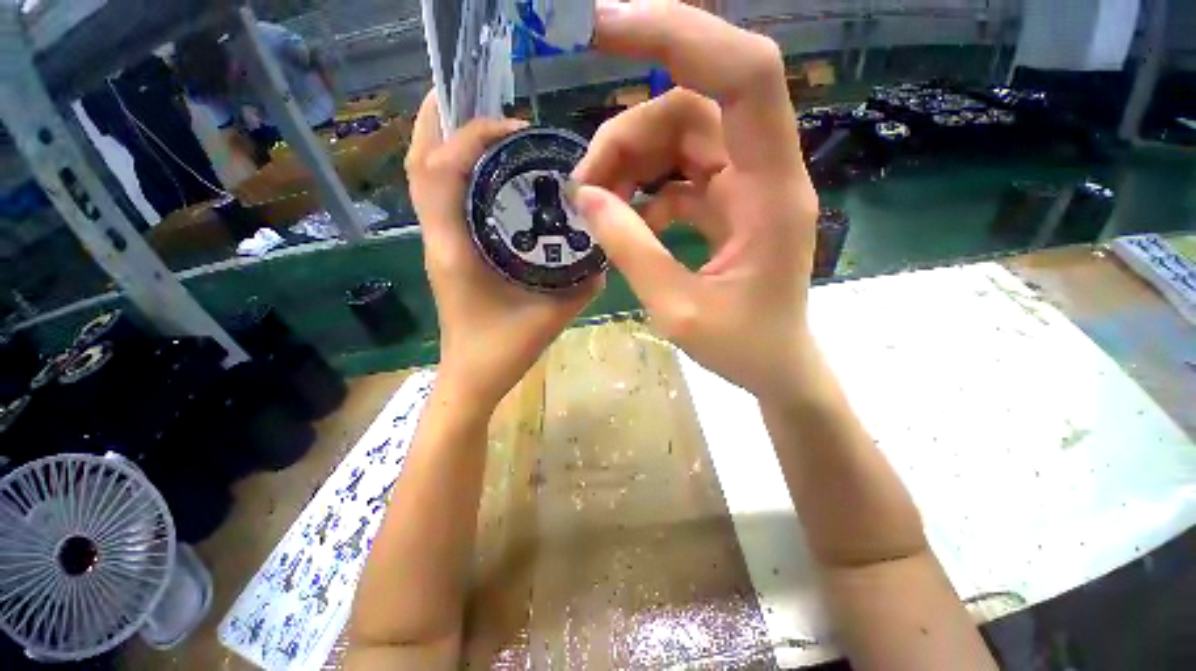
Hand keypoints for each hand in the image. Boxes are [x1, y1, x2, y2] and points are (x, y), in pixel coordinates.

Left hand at [407, 93, 596, 406]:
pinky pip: (442, 202)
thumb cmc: (502, 352)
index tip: (514, 129)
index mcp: (455, 250)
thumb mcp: (549, 317)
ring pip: (426, 181)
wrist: (472, 380)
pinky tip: (489, 175)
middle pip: (420, 165)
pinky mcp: (447, 254)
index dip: (471, 136)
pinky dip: (456, 175)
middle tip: (477, 99)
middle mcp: (438, 240)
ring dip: (446, 145)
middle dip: (441, 122)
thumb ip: (581, 286)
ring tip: (485, 129)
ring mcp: (438, 245)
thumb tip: (605, 255)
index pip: (441, 171)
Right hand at [572, 0, 818, 399]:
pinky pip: (679, 172)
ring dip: (629, 161)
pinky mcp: (729, 202)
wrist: (776, 365)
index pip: (743, 74)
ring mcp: (746, 185)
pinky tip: (625, 219)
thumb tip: (586, 198)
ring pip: (679, 136)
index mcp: (772, 192)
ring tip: (596, 204)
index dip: (678, 34)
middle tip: (584, 182)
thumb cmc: (743, 348)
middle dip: (627, 132)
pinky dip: (644, 187)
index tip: (604, 27)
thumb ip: (632, 252)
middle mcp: (765, 172)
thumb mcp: (679, 310)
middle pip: (692, 106)